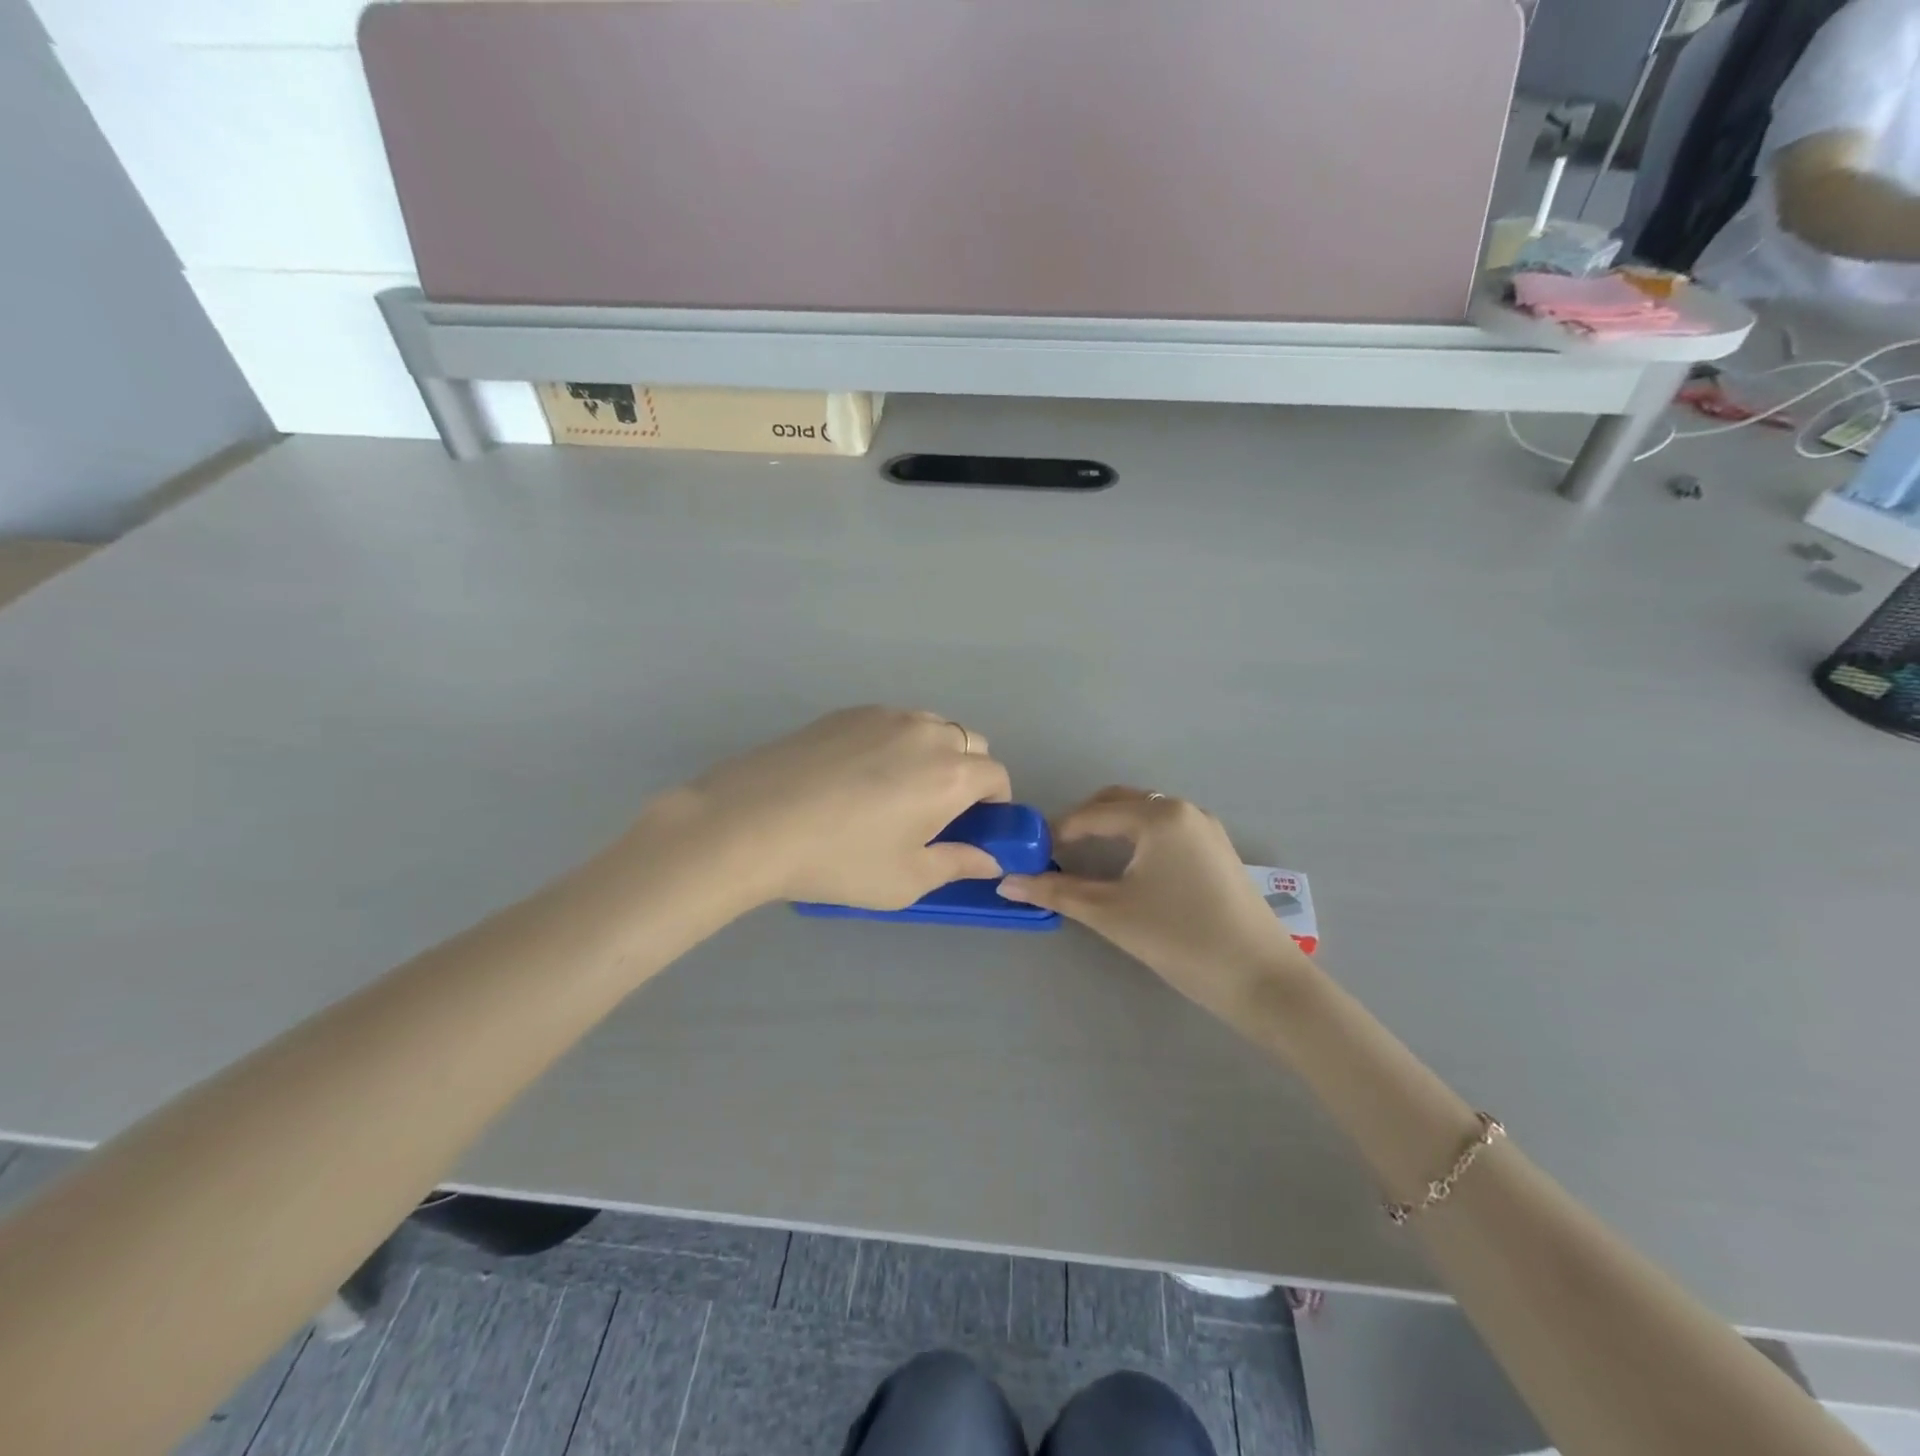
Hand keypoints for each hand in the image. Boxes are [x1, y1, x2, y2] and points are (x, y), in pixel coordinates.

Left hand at [652, 707, 1011, 910]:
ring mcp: (885, 715)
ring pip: (930, 727)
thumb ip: (957, 864)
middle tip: (934, 812)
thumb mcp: (906, 879)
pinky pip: (891, 722)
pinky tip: (857, 775)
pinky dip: (894, 743)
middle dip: (967, 774)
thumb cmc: (840, 860)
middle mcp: (927, 733)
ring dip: (932, 753)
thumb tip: (989, 859)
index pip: (997, 775)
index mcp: (951, 774)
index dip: (995, 803)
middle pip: (970, 743)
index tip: (973, 827)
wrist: (753, 822)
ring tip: (894, 790)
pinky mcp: (847, 712)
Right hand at [998, 788, 1308, 1018]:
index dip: (1057, 832)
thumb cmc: (1181, 939)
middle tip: (1056, 854)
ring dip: (1111, 830)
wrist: (1263, 979)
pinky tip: (1128, 870)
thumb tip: (1007, 882)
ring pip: (1144, 816)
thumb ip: (1057, 892)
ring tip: (1086, 861)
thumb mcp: (1111, 914)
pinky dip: (1137, 840)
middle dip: (1083, 823)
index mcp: (1158, 816)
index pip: (1092, 814)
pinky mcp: (1219, 851)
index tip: (1032, 855)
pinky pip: (1166, 831)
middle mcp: (1183, 810)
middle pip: (1119, 803)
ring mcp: (1206, 829)